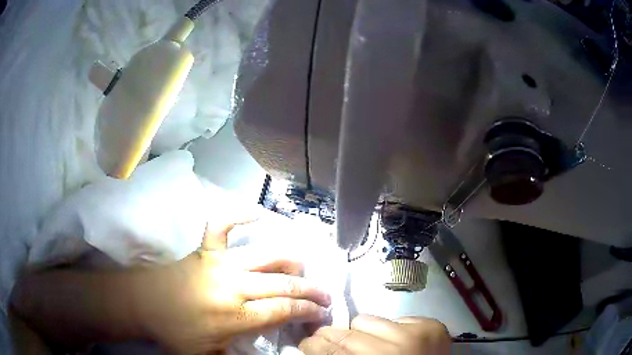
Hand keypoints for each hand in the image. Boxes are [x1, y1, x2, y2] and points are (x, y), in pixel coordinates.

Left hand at [133, 222, 331, 353]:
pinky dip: (239, 216)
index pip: (283, 311)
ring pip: (266, 256)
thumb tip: (266, 354)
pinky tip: (257, 214)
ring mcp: (219, 262)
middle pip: (283, 284)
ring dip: (290, 261)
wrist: (143, 303)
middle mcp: (233, 286)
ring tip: (303, 269)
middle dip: (310, 290)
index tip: (322, 313)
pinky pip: (223, 225)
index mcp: (235, 316)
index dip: (308, 311)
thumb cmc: (175, 333)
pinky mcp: (205, 249)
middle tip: (326, 295)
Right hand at [299, 314, 449, 354]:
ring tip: (365, 342)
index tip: (306, 344)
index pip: (332, 351)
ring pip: (367, 320)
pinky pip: (395, 318)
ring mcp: (417, 334)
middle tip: (322, 339)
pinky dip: (389, 330)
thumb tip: (316, 347)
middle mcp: (397, 349)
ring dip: (361, 331)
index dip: (314, 346)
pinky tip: (393, 341)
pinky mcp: (432, 325)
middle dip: (330, 336)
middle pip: (347, 334)